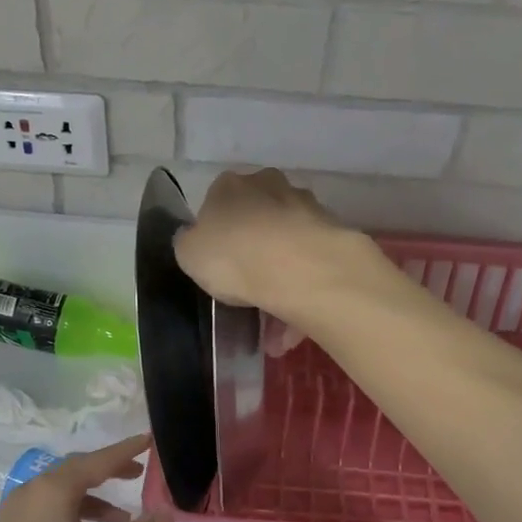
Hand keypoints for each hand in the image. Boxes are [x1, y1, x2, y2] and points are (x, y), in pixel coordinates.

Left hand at [0, 434, 161, 521]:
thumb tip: (168, 514)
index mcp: (51, 491)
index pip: (97, 461)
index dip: (126, 450)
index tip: (149, 439)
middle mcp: (29, 492)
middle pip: (75, 471)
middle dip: (109, 471)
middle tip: (139, 473)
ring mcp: (14, 513)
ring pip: (60, 492)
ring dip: (93, 498)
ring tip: (124, 518)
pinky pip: (47, 509)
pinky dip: (73, 513)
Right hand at [174, 169, 388, 329]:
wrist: (299, 269)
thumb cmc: (233, 256)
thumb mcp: (188, 254)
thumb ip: (190, 244)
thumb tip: (195, 240)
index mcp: (230, 186)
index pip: (216, 205)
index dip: (216, 238)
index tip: (218, 268)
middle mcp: (270, 187)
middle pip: (257, 224)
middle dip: (253, 259)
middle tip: (246, 297)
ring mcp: (306, 209)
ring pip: (286, 251)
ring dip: (279, 287)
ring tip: (273, 333)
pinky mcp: (333, 236)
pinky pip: (309, 271)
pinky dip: (300, 299)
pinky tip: (291, 334)